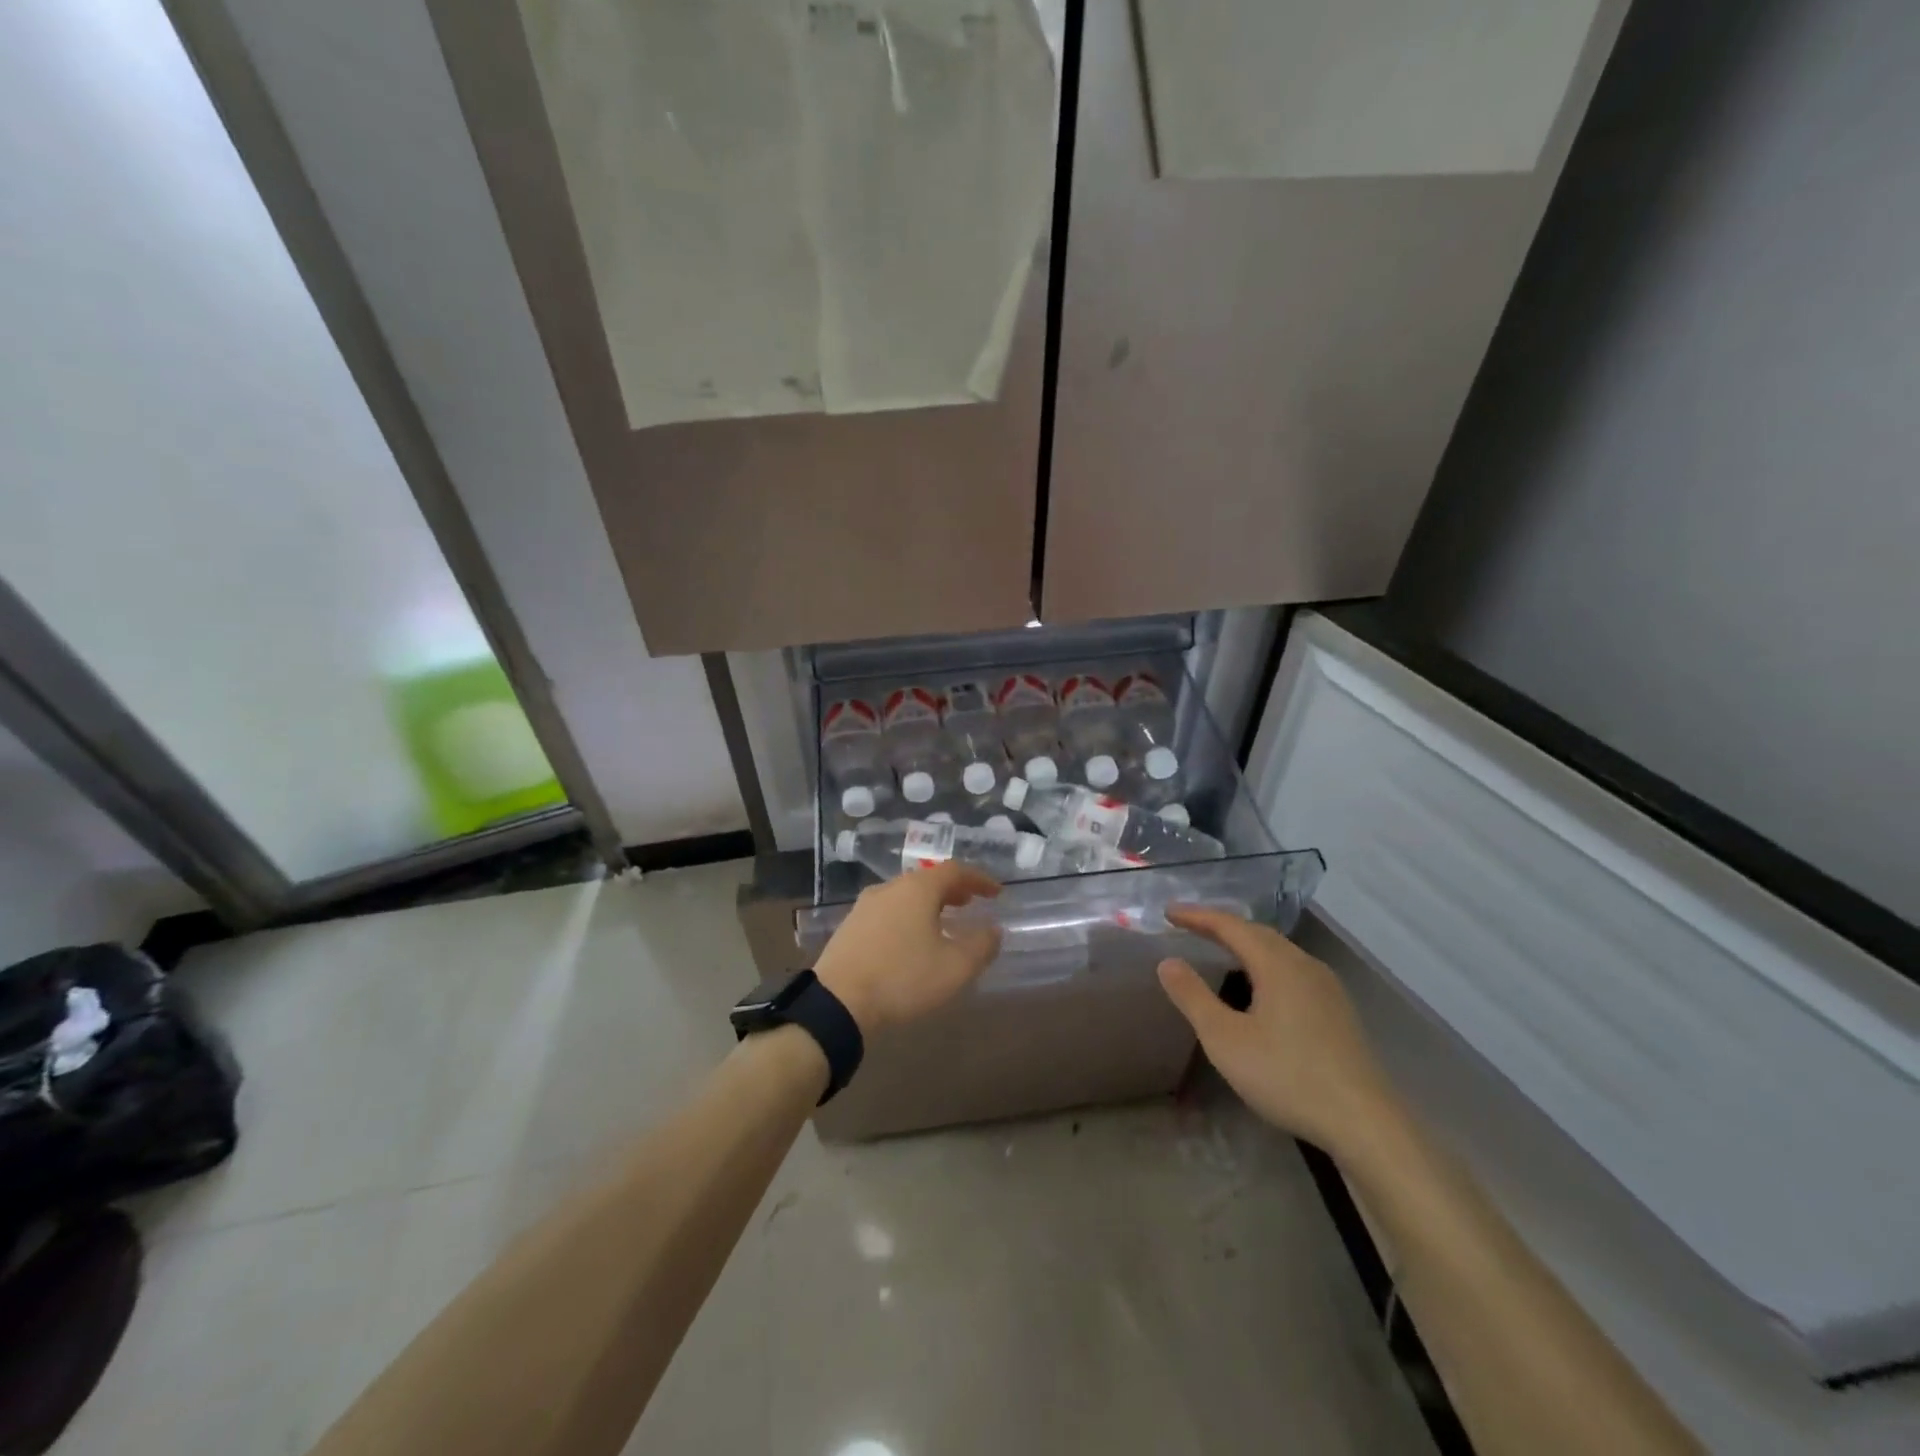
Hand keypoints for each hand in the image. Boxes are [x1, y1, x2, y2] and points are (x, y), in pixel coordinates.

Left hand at [813, 863, 1001, 1036]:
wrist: (838, 1002)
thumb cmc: (903, 978)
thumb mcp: (955, 968)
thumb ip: (981, 946)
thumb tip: (994, 930)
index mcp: (918, 889)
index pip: (955, 870)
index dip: (979, 879)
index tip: (996, 893)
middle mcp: (890, 888)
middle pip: (928, 879)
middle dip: (953, 889)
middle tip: (971, 902)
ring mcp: (866, 905)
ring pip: (906, 895)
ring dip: (929, 903)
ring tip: (944, 921)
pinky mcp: (850, 926)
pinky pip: (888, 911)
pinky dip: (908, 916)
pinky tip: (911, 939)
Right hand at [1157, 906, 1400, 1159]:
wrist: (1365, 1124)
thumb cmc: (1287, 1076)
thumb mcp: (1225, 1039)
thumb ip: (1193, 997)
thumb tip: (1168, 961)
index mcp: (1278, 964)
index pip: (1231, 926)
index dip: (1198, 916)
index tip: (1168, 912)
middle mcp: (1305, 966)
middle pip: (1258, 933)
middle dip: (1221, 926)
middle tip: (1189, 926)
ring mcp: (1327, 988)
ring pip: (1279, 952)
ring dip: (1245, 944)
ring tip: (1219, 950)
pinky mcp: (1338, 1011)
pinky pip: (1293, 970)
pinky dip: (1265, 964)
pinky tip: (1260, 987)